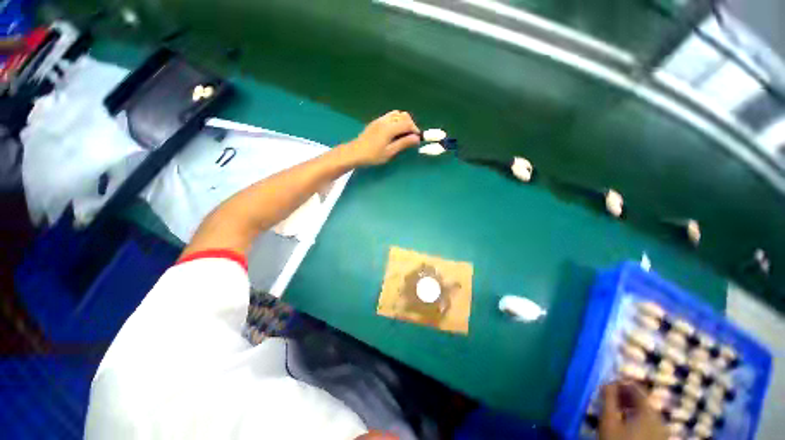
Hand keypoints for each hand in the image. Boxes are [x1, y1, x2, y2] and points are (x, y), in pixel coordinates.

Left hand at [343, 110, 420, 165]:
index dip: (415, 130)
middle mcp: (385, 120)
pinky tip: (394, 132)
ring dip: (403, 121)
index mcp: (389, 128)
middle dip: (410, 124)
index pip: (407, 123)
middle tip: (410, 137)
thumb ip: (403, 143)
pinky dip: (396, 121)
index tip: (417, 139)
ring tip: (403, 134)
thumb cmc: (372, 155)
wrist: (355, 152)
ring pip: (397, 114)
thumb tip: (417, 138)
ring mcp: (380, 119)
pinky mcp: (376, 121)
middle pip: (403, 116)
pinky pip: (390, 116)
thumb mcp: (389, 152)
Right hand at [599, 381, 667, 439]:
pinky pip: (649, 421)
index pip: (636, 388)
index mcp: (648, 411)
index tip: (607, 384)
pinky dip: (637, 416)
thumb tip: (607, 382)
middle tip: (609, 396)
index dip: (621, 382)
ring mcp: (661, 430)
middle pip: (643, 400)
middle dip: (625, 395)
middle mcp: (659, 418)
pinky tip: (626, 421)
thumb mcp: (608, 419)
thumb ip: (609, 398)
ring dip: (630, 406)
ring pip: (646, 411)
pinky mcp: (659, 439)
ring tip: (615, 408)